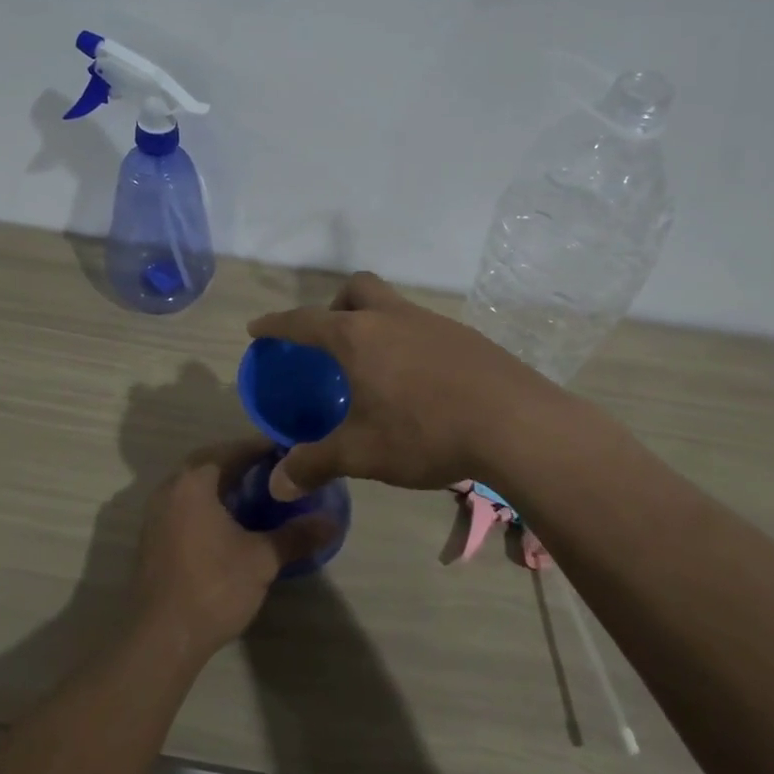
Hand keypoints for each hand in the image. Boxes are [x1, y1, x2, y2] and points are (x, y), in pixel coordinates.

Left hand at [133, 441, 336, 661]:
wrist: (159, 638)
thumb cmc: (212, 588)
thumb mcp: (262, 560)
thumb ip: (297, 536)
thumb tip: (332, 521)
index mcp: (194, 481)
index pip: (234, 450)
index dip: (265, 448)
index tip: (292, 452)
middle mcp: (170, 487)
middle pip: (211, 461)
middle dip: (243, 462)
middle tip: (277, 470)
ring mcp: (157, 512)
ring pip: (196, 483)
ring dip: (224, 482)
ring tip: (258, 493)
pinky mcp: (154, 535)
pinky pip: (186, 503)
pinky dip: (209, 502)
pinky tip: (231, 521)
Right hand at [248, 272, 557, 499]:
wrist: (515, 424)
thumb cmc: (425, 432)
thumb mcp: (362, 453)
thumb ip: (315, 464)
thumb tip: (276, 485)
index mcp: (359, 337)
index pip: (305, 321)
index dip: (277, 324)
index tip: (258, 327)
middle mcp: (393, 318)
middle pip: (357, 289)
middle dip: (335, 304)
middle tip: (331, 340)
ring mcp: (434, 323)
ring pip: (394, 305)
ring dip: (375, 323)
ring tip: (375, 366)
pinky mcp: (466, 337)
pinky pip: (423, 327)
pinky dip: (408, 341)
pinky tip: (418, 381)